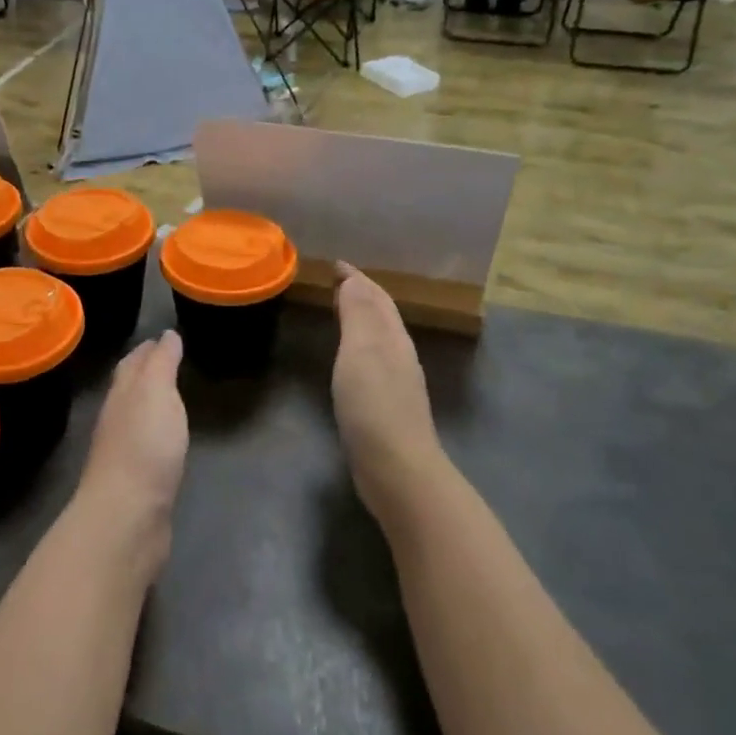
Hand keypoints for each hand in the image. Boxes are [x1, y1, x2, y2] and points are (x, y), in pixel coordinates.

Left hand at [77, 331, 189, 555]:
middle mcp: (117, 418)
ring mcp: (123, 452)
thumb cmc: (144, 445)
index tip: (167, 337)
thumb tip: (166, 335)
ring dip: (152, 403)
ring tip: (173, 395)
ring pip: (137, 417)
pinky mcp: (135, 482)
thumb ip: (162, 363)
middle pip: (130, 388)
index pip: (132, 362)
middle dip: (147, 372)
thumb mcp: (156, 391)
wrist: (127, 516)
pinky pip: (147, 446)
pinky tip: (168, 439)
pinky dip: (157, 434)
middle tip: (171, 360)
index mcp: (121, 394)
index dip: (148, 349)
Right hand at [331, 263, 445, 520]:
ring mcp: (397, 383)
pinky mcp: (387, 408)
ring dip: (362, 319)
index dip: (357, 279)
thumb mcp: (362, 351)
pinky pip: (372, 361)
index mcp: (393, 338)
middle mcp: (399, 355)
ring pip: (380, 338)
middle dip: (363, 295)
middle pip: (383, 316)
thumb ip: (358, 313)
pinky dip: (359, 347)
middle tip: (338, 282)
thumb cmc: (374, 405)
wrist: (398, 470)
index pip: (376, 297)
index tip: (336, 264)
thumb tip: (354, 279)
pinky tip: (349, 361)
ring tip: (341, 312)